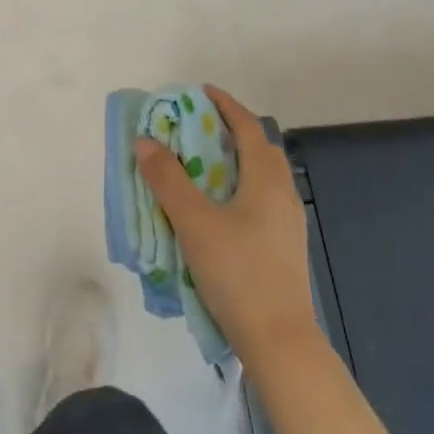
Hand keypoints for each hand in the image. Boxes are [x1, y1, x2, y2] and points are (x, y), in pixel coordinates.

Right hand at [135, 85, 321, 364]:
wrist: (279, 340)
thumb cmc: (237, 272)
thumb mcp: (194, 222)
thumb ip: (168, 179)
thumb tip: (146, 141)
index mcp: (267, 180)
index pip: (248, 127)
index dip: (225, 105)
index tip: (200, 92)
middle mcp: (283, 194)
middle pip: (258, 149)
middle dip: (229, 131)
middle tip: (195, 127)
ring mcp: (287, 223)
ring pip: (260, 177)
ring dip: (233, 161)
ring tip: (199, 165)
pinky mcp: (282, 246)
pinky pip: (259, 200)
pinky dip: (237, 188)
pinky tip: (215, 209)